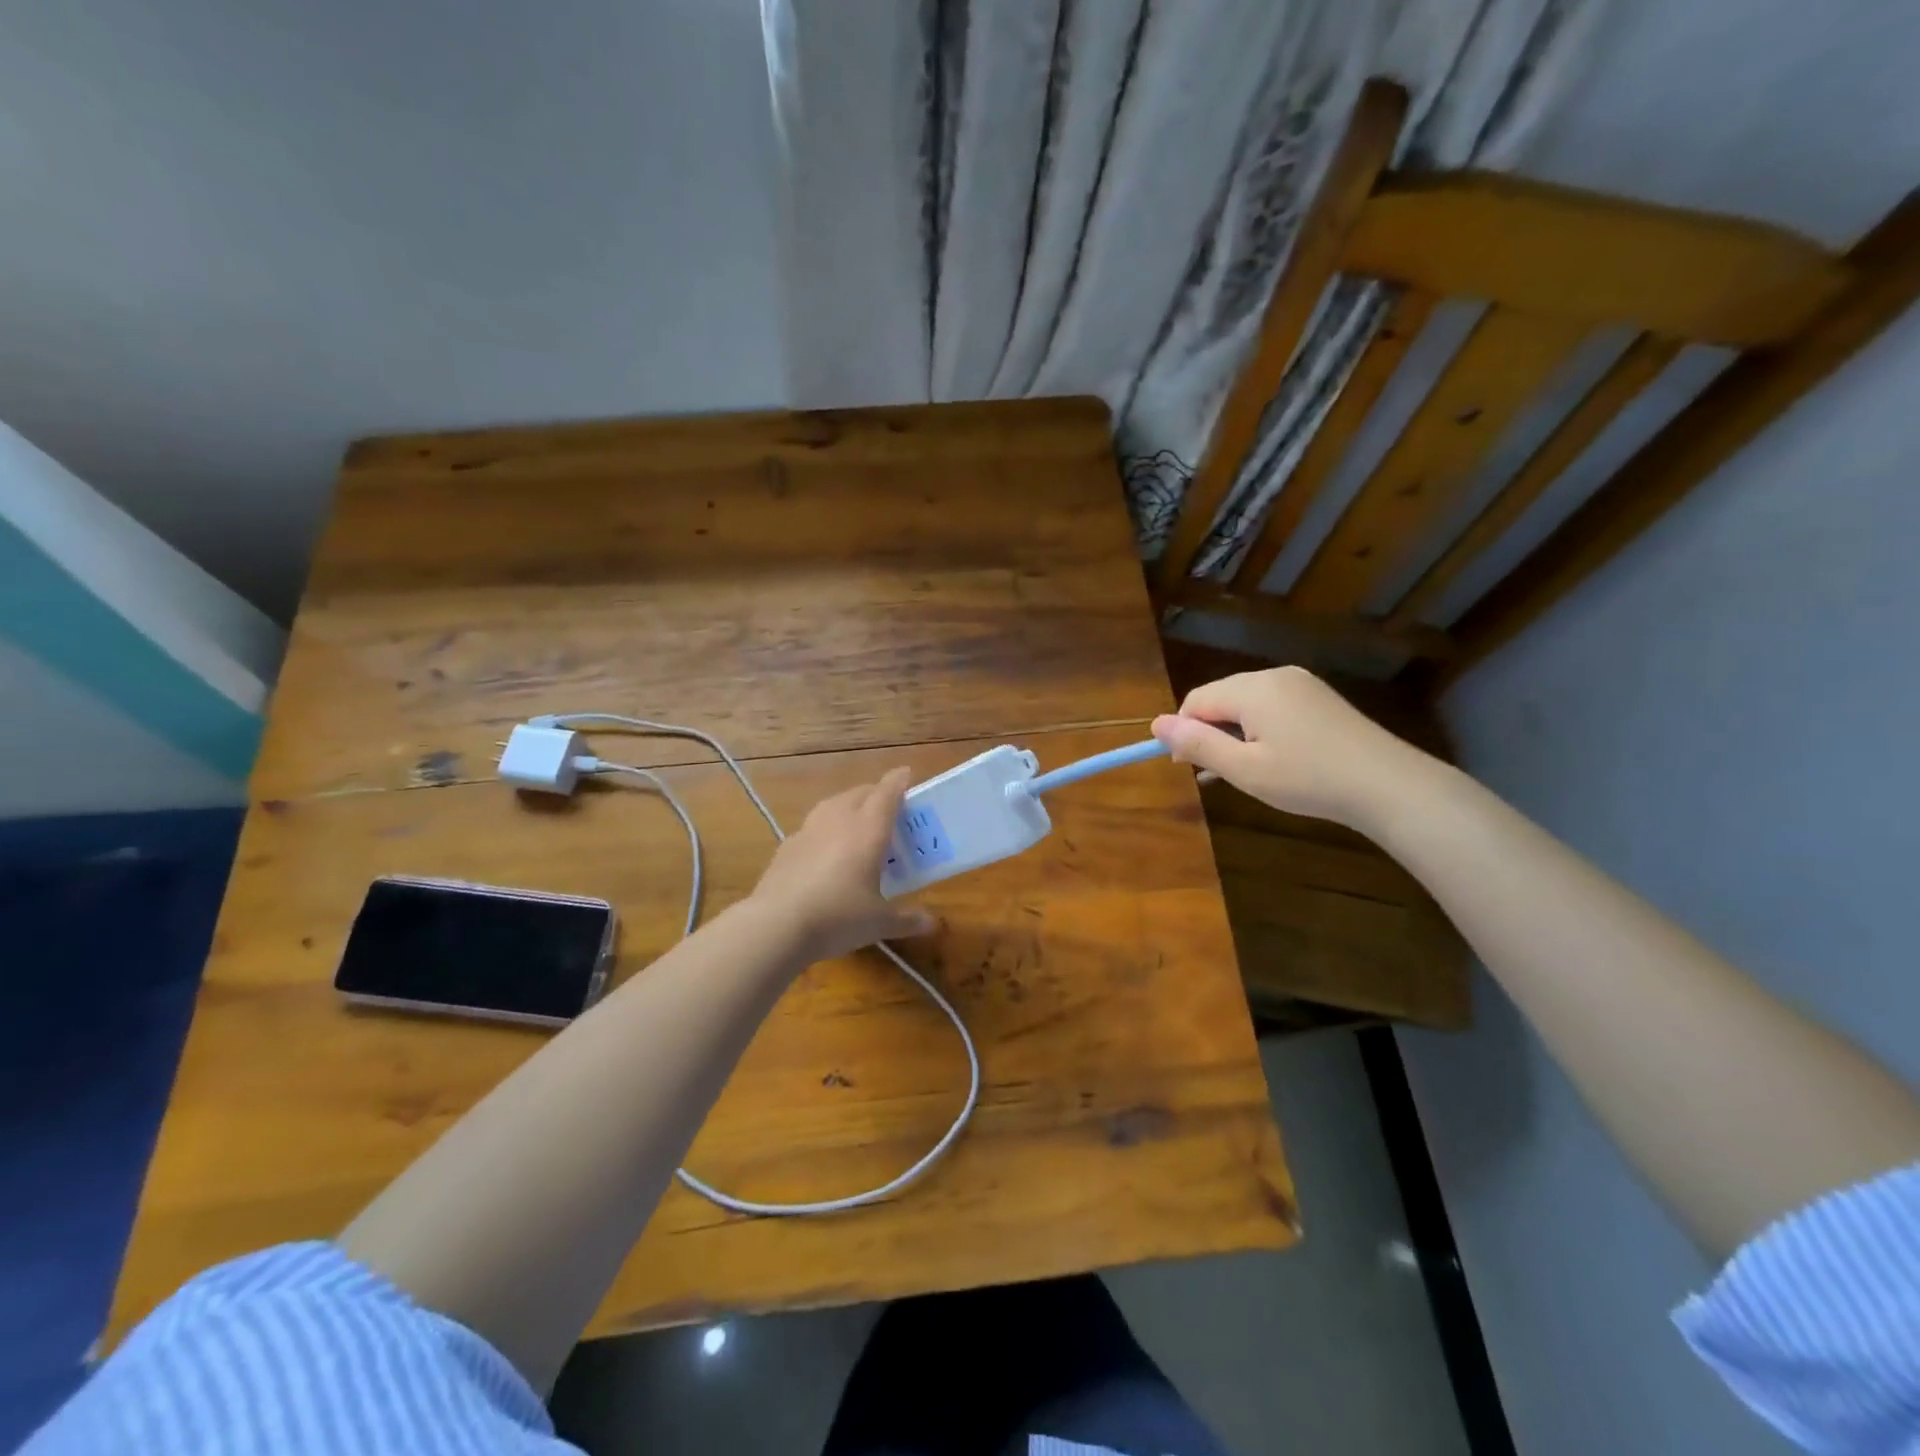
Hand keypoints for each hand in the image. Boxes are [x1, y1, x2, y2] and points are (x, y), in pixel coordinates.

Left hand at [748, 767, 936, 961]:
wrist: (777, 925)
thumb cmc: (838, 917)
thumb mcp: (878, 923)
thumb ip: (906, 920)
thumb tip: (931, 924)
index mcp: (868, 830)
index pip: (887, 794)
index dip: (898, 781)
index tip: (906, 774)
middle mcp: (839, 820)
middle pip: (860, 793)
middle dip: (876, 794)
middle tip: (888, 807)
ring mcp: (809, 830)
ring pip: (833, 804)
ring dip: (848, 806)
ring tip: (857, 822)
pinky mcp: (787, 846)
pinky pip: (812, 827)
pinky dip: (825, 830)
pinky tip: (825, 850)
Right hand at [1151, 666, 1431, 829]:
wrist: (1388, 785)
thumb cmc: (1308, 779)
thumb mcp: (1244, 769)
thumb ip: (1198, 745)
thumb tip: (1156, 724)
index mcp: (1252, 689)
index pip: (1196, 700)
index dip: (1183, 732)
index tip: (1187, 768)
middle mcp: (1275, 676)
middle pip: (1221, 698)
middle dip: (1209, 732)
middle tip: (1216, 775)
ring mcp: (1301, 684)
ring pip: (1247, 704)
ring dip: (1234, 734)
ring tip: (1245, 772)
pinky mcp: (1320, 699)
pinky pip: (1273, 707)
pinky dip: (1261, 730)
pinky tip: (1272, 759)